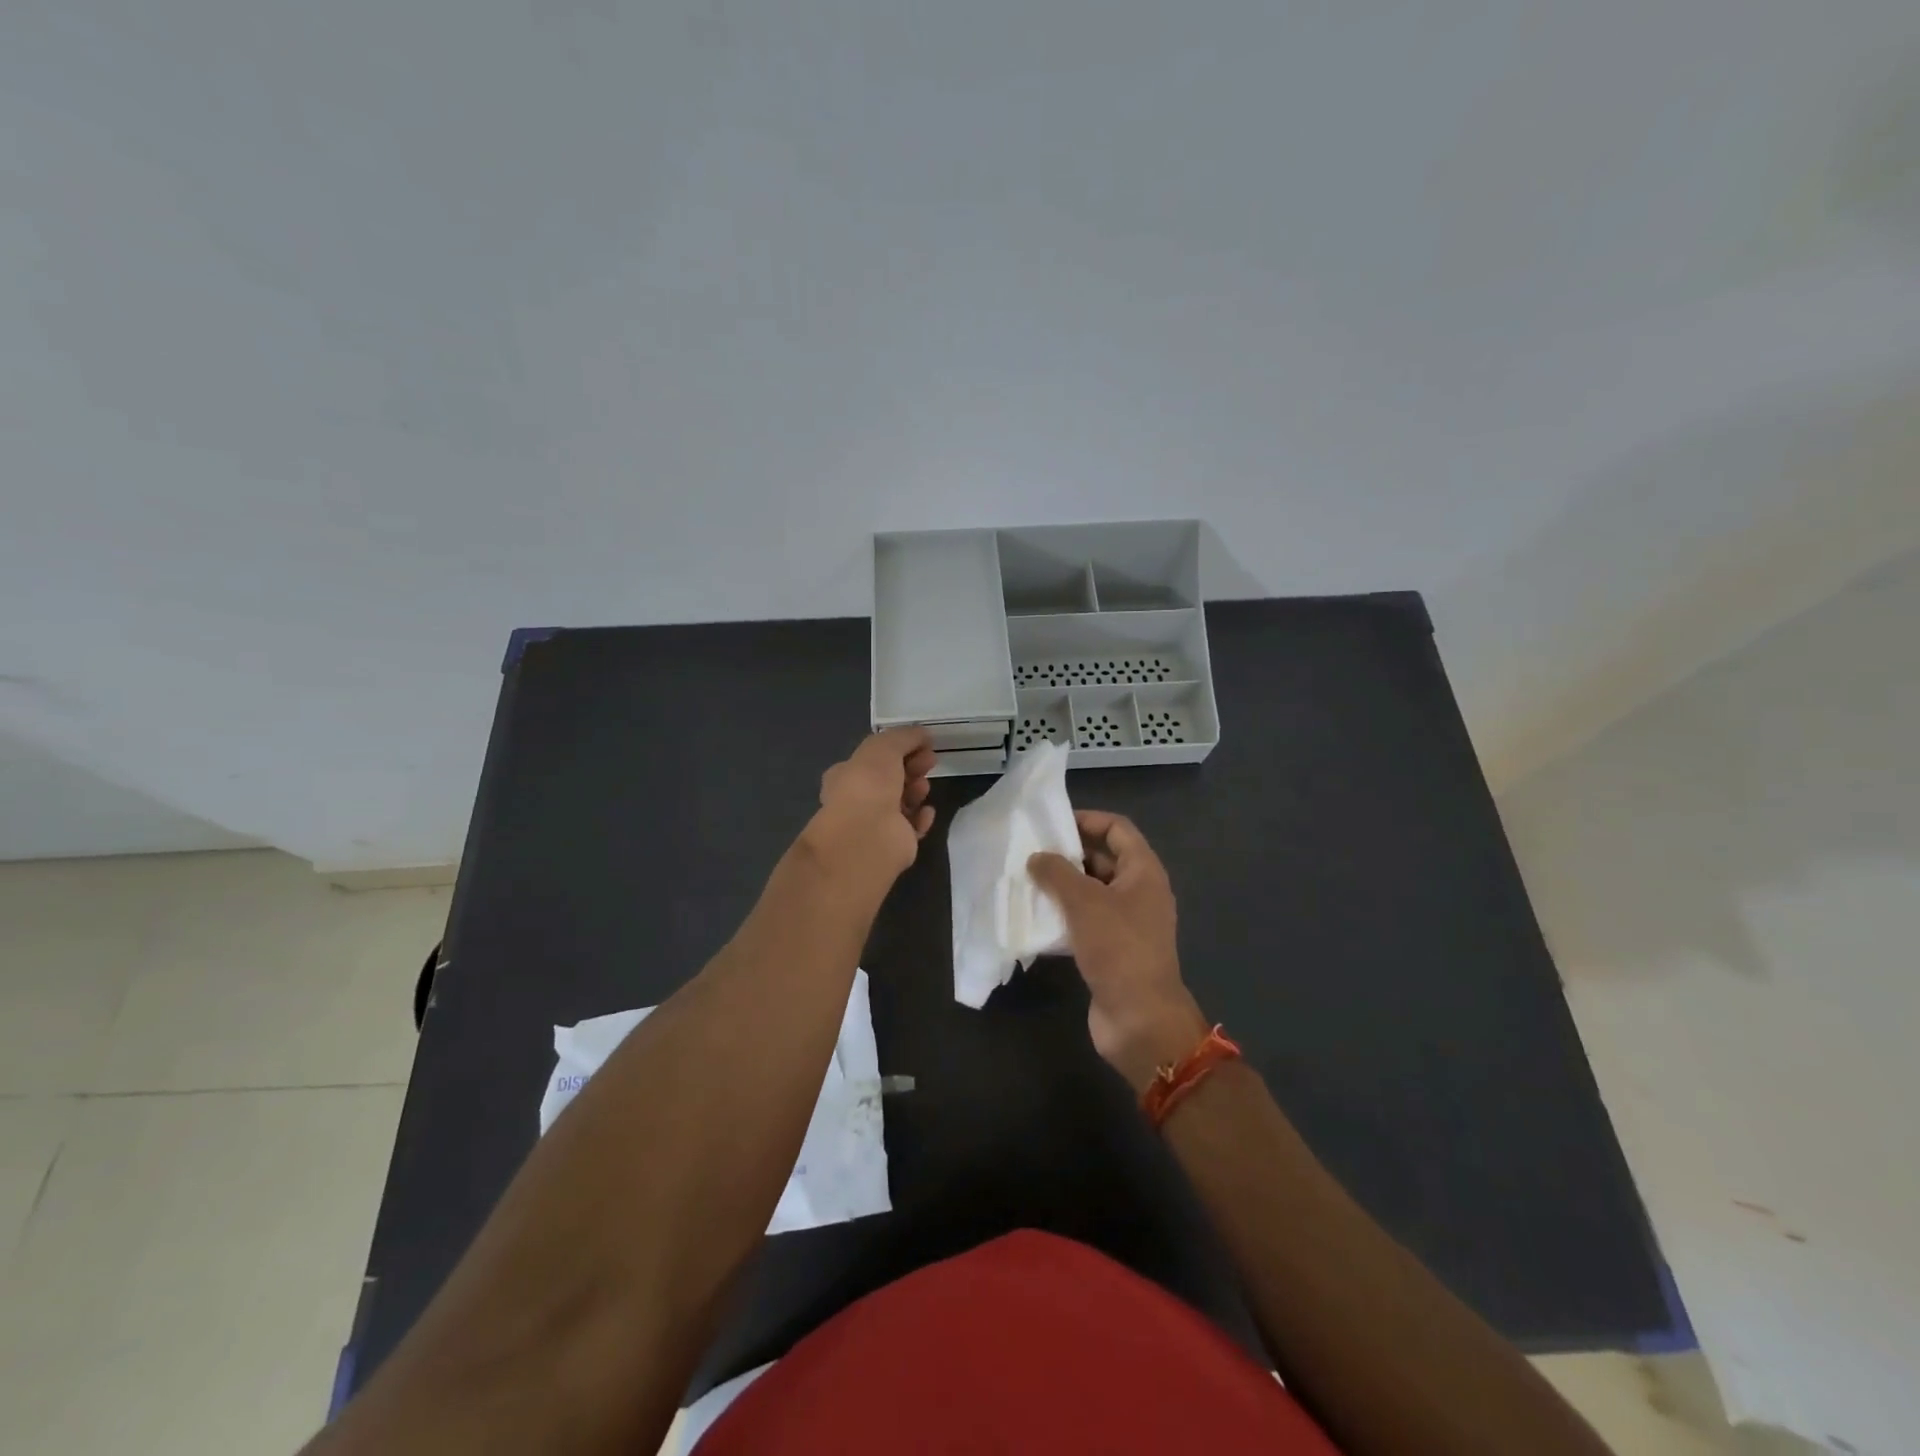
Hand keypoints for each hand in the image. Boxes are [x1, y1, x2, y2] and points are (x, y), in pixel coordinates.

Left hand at [805, 727, 937, 880]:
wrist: (869, 836)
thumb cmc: (869, 785)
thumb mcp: (884, 746)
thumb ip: (904, 736)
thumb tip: (923, 734)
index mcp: (846, 775)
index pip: (873, 758)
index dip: (898, 748)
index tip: (922, 743)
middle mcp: (858, 800)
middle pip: (890, 779)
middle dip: (911, 767)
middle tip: (930, 761)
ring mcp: (875, 824)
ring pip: (902, 802)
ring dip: (916, 790)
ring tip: (923, 787)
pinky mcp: (893, 844)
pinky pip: (912, 826)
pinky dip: (921, 817)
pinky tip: (926, 811)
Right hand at [1029, 810, 1209, 1091]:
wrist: (1140, 1019)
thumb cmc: (1118, 948)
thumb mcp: (1084, 902)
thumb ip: (1057, 873)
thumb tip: (1036, 857)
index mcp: (1143, 872)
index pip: (1117, 829)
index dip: (1088, 819)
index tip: (1052, 823)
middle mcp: (1139, 892)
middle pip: (1103, 859)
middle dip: (1069, 854)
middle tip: (1031, 852)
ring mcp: (1127, 923)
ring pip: (1092, 893)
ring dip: (1062, 886)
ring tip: (1026, 881)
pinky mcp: (1113, 950)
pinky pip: (1086, 922)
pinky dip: (1064, 916)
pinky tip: (1036, 918)